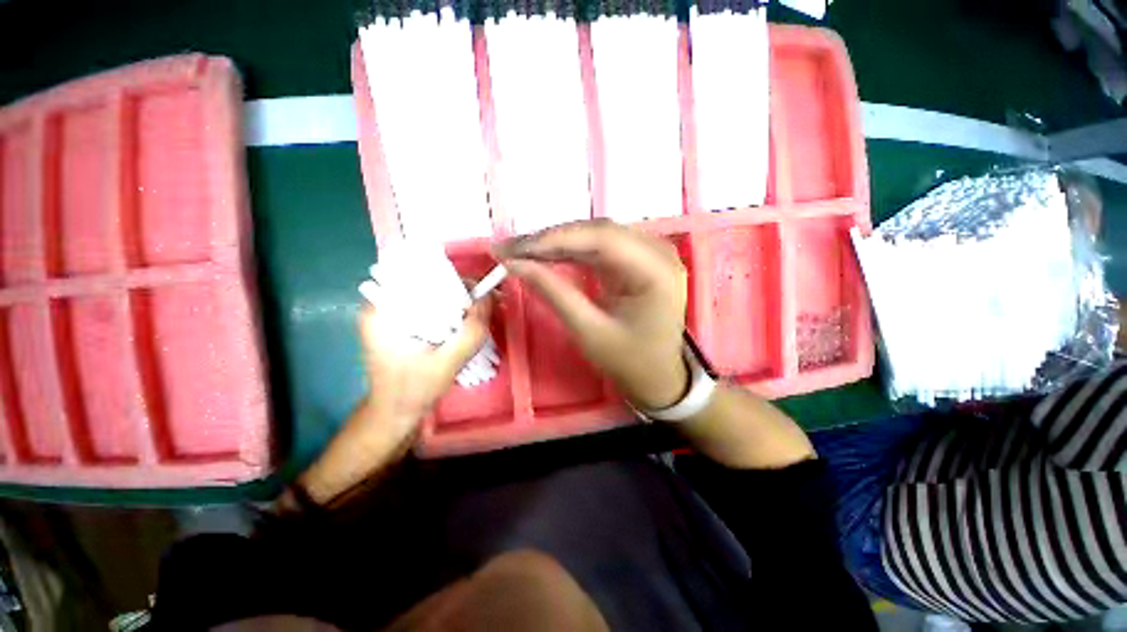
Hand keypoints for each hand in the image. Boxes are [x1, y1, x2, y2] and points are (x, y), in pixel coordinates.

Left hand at [358, 294, 494, 433]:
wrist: (394, 413)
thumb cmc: (415, 390)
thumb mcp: (449, 362)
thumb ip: (471, 331)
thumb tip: (489, 297)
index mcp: (381, 310)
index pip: (419, 275)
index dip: (452, 280)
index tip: (476, 295)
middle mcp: (380, 305)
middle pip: (425, 283)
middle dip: (456, 292)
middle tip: (479, 308)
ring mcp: (388, 314)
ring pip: (428, 295)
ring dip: (453, 303)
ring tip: (472, 317)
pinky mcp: (397, 323)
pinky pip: (427, 307)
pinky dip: (446, 312)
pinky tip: (458, 325)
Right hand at [497, 219, 688, 409]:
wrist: (657, 376)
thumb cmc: (629, 361)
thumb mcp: (589, 331)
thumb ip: (554, 292)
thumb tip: (515, 264)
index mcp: (657, 271)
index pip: (602, 238)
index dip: (555, 238)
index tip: (514, 248)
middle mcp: (659, 252)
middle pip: (598, 231)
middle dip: (552, 239)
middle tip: (511, 249)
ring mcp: (650, 253)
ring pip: (596, 235)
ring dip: (558, 243)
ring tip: (523, 252)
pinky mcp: (638, 259)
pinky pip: (600, 246)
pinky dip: (571, 250)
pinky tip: (547, 255)